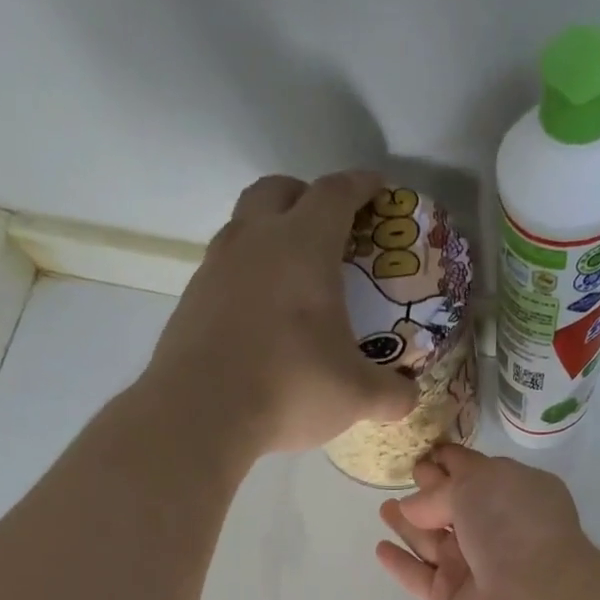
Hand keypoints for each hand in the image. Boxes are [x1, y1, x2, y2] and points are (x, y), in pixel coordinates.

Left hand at [143, 170, 416, 453]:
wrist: (201, 413)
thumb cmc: (290, 388)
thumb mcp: (356, 396)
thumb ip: (391, 394)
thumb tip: (409, 396)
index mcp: (302, 246)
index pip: (335, 193)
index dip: (361, 186)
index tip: (378, 190)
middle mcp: (254, 241)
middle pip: (279, 190)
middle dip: (306, 196)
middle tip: (328, 227)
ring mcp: (215, 268)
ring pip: (244, 226)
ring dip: (270, 234)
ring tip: (293, 276)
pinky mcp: (191, 300)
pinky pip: (224, 268)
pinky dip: (247, 276)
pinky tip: (260, 316)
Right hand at [376, 445, 595, 599]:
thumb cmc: (514, 527)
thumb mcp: (478, 484)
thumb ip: (439, 491)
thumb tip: (413, 507)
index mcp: (513, 495)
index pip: (476, 473)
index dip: (450, 462)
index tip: (424, 452)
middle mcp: (494, 531)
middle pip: (453, 507)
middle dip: (430, 492)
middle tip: (405, 476)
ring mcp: (471, 568)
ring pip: (432, 541)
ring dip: (408, 524)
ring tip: (384, 508)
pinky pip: (418, 577)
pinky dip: (400, 563)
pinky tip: (381, 548)